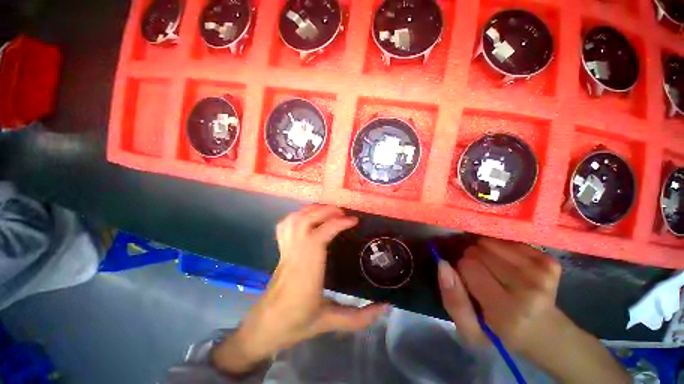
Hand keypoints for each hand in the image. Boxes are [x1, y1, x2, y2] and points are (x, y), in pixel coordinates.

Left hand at [212, 205, 385, 373]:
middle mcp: (294, 255)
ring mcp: (285, 250)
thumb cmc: (295, 323)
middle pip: (305, 221)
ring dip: (312, 210)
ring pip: (294, 220)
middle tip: (343, 213)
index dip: (336, 223)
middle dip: (325, 211)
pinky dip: (298, 215)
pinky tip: (308, 217)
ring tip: (328, 211)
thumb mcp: (329, 322)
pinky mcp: (280, 250)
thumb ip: (358, 318)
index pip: (319, 236)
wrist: (265, 326)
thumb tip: (385, 307)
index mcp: (307, 271)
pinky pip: (285, 225)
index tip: (353, 221)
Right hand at [438, 238, 628, 382]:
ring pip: (491, 242)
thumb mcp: (470, 330)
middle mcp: (529, 288)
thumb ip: (453, 299)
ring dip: (485, 251)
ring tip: (492, 269)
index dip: (461, 271)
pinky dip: (501, 248)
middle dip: (472, 259)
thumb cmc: (501, 333)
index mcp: (507, 310)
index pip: (467, 266)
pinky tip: (507, 263)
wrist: (545, 333)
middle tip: (481, 276)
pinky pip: (508, 241)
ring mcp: (542, 272)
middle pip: (479, 251)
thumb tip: (442, 264)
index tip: (468, 282)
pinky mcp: (549, 262)